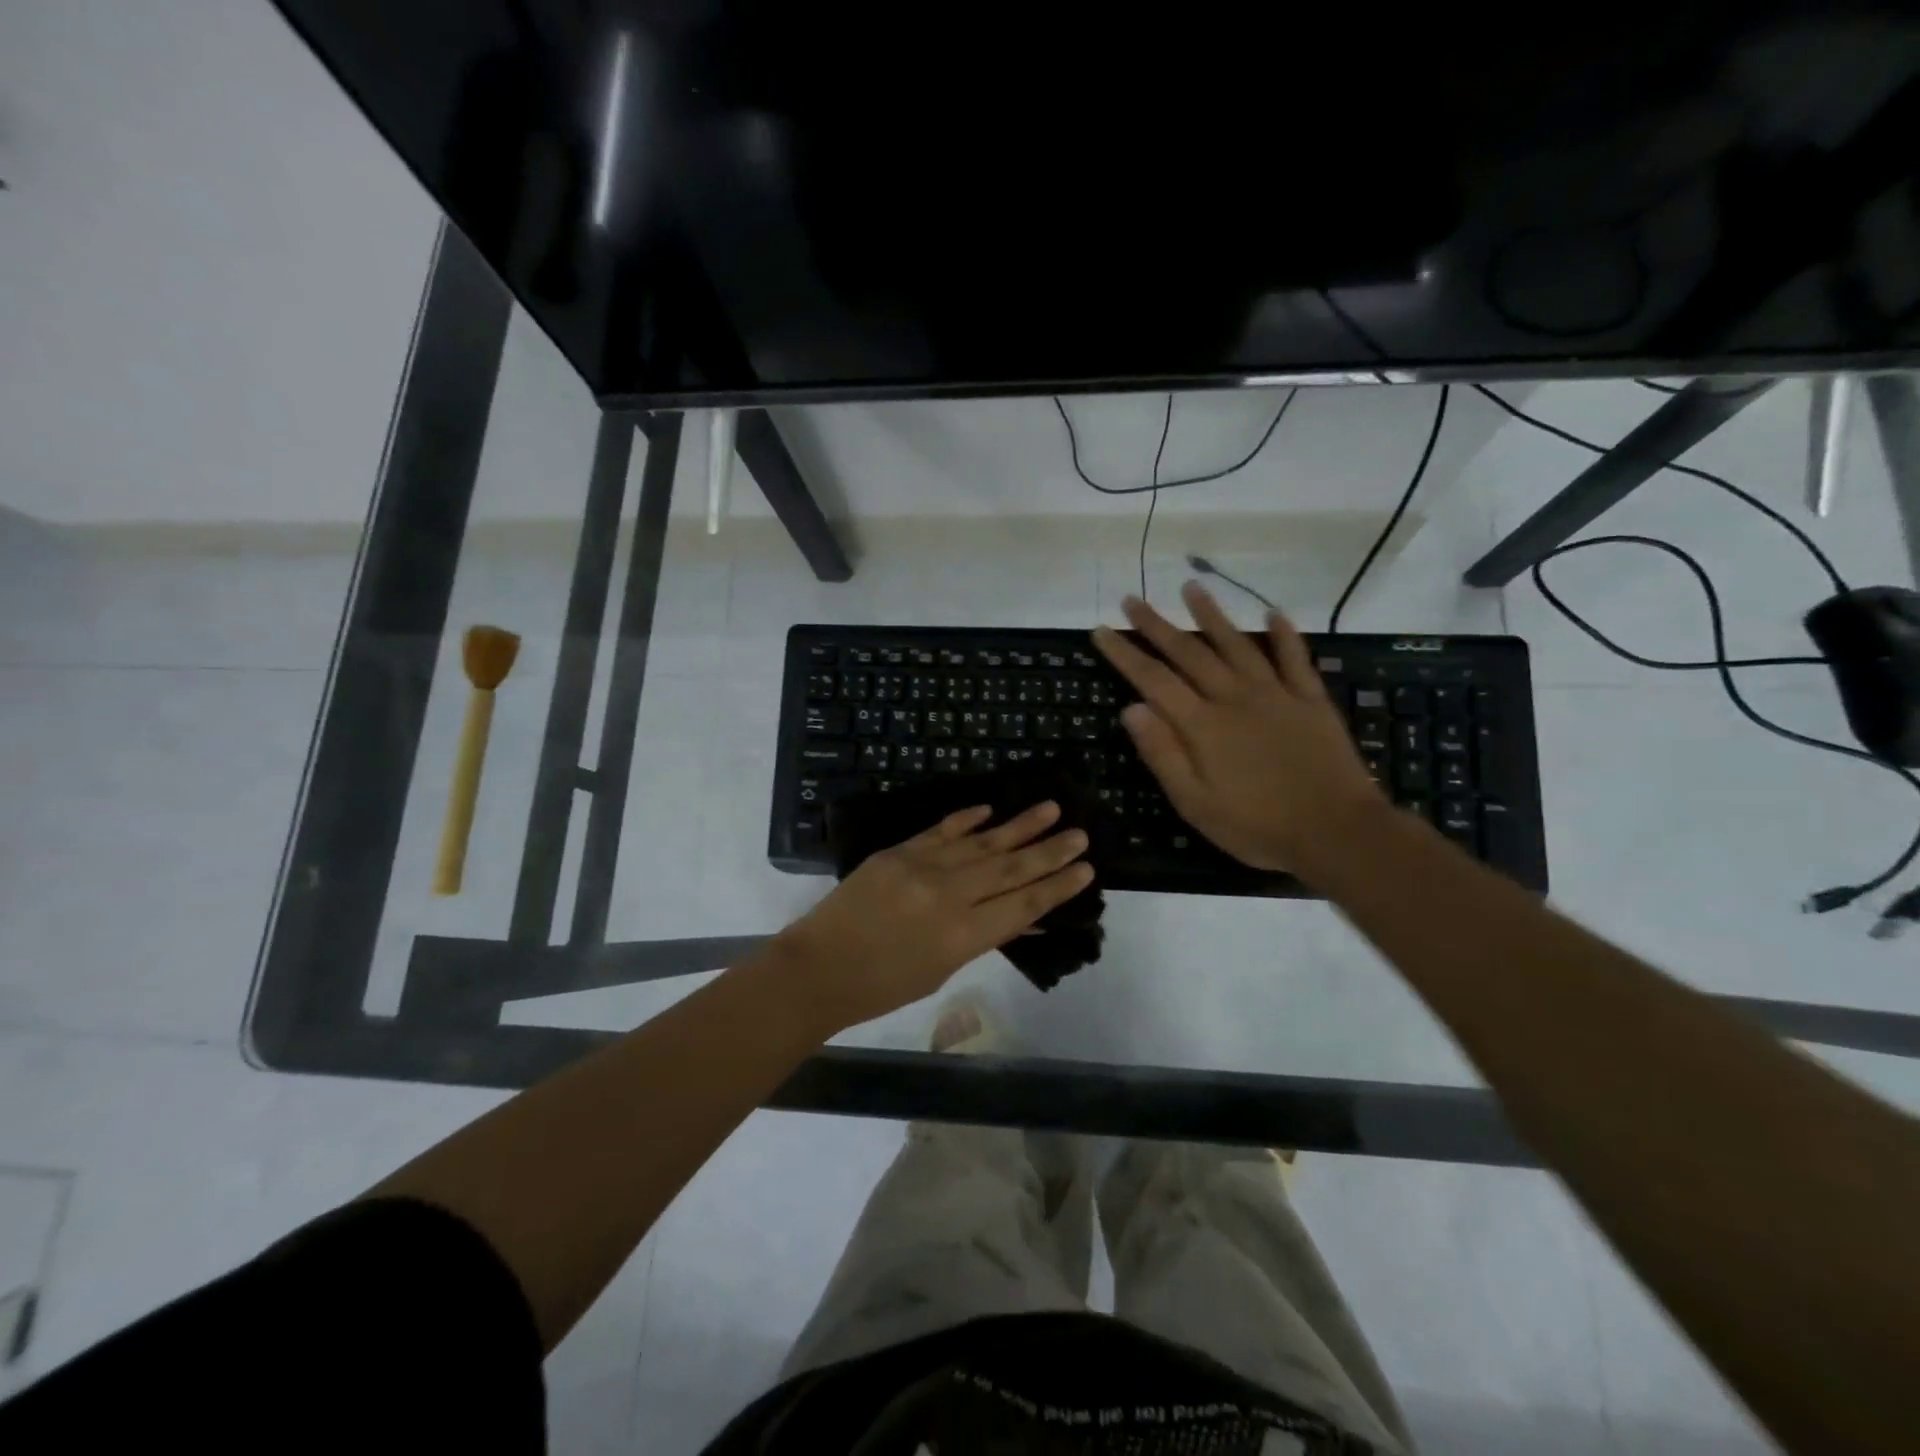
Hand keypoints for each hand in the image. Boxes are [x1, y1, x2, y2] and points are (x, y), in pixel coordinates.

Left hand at [774, 801, 1092, 1032]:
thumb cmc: (882, 987)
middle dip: (1049, 850)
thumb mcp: (941, 970)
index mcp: (962, 936)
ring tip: (1050, 808)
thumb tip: (1021, 916)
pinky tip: (990, 809)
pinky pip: (940, 830)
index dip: (1057, 886)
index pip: (1023, 905)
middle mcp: (949, 896)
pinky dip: (967, 819)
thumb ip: (980, 937)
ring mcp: (922, 867)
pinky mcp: (898, 851)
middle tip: (1080, 833)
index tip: (1086, 868)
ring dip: (1018, 825)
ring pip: (981, 842)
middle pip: (1010, 868)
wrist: (818, 968)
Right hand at [1092, 581, 1386, 879]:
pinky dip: (1284, 635)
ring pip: (1237, 645)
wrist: (1337, 833)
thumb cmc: (1257, 827)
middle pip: (1189, 653)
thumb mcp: (1195, 804)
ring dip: (1212, 615)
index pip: (1153, 680)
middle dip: (1157, 625)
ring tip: (1191, 587)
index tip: (1100, 630)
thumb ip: (1162, 754)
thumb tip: (1131, 708)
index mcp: (1202, 725)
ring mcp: (1276, 695)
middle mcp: (1234, 698)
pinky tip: (1274, 613)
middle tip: (1132, 599)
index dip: (1124, 654)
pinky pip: (1295, 659)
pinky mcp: (1310, 701)